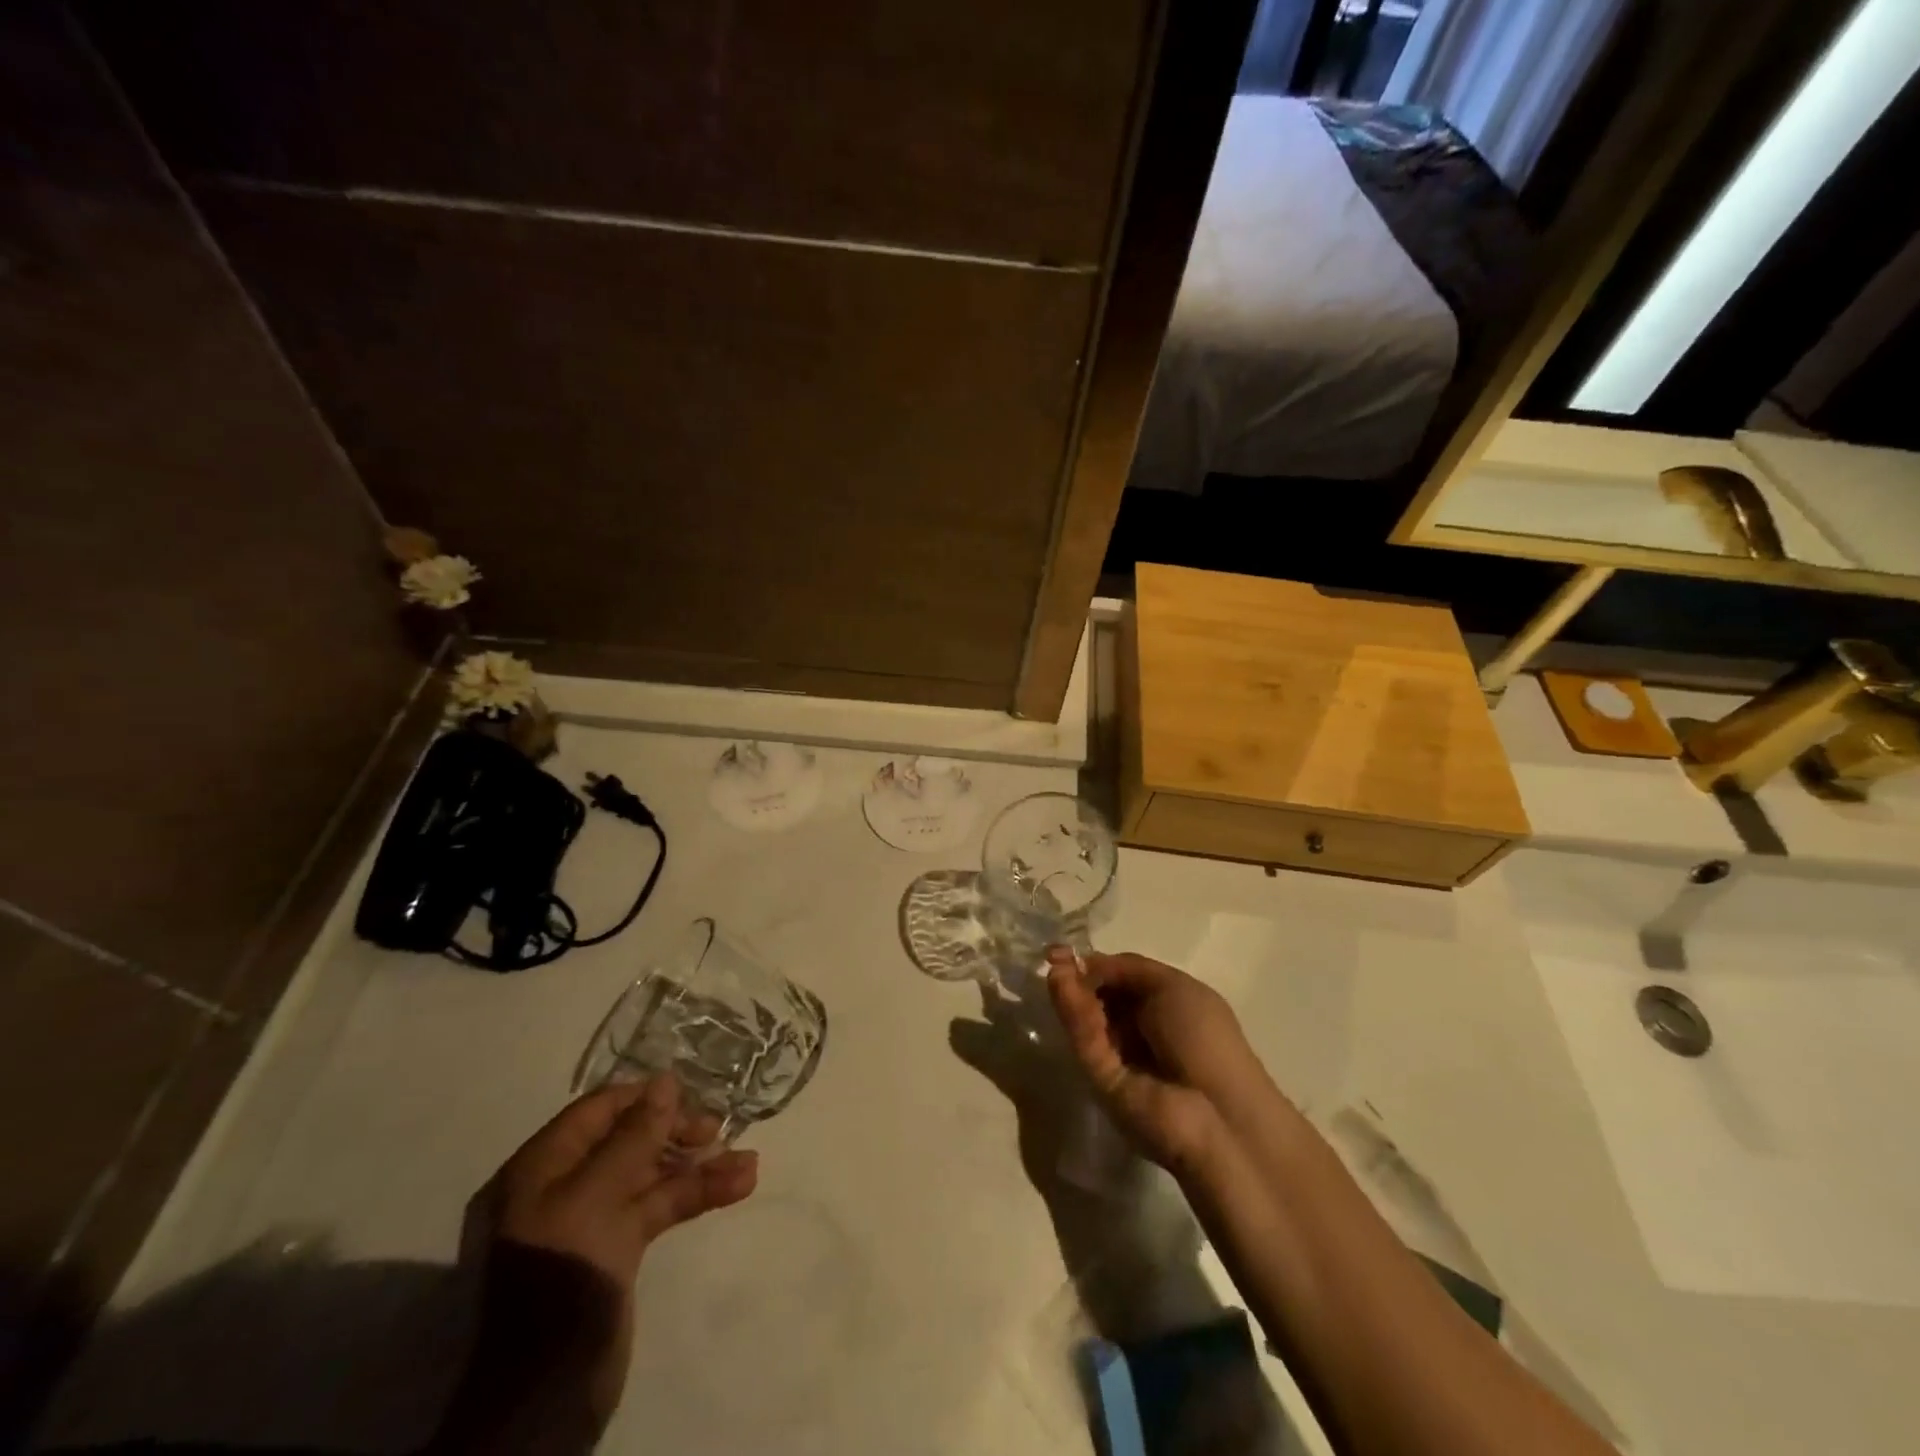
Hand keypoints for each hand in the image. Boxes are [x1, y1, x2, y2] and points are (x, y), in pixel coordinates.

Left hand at [437, 1075, 756, 1453]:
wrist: (546, 1393)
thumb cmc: (564, 1275)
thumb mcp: (597, 1196)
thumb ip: (635, 1136)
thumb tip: (666, 1080)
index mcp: (542, 1166)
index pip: (598, 1109)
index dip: (645, 1097)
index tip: (693, 1094)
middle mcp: (564, 1185)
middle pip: (628, 1139)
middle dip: (677, 1132)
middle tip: (718, 1130)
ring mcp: (591, 1220)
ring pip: (651, 1175)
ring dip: (698, 1166)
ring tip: (747, 1162)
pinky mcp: (616, 1250)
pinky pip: (659, 1208)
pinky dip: (696, 1196)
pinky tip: (739, 1185)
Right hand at [1045, 947, 1271, 1179]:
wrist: (1218, 1113)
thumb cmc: (1205, 1037)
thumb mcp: (1171, 985)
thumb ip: (1123, 968)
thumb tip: (1082, 963)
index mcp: (1165, 1006)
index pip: (1121, 979)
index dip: (1095, 964)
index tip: (1064, 951)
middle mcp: (1140, 1030)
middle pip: (1101, 997)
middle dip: (1079, 977)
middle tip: (1056, 960)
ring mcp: (1119, 1057)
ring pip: (1089, 1018)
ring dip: (1072, 992)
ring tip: (1055, 971)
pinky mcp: (1101, 1081)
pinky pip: (1087, 1042)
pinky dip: (1074, 1015)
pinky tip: (1061, 986)